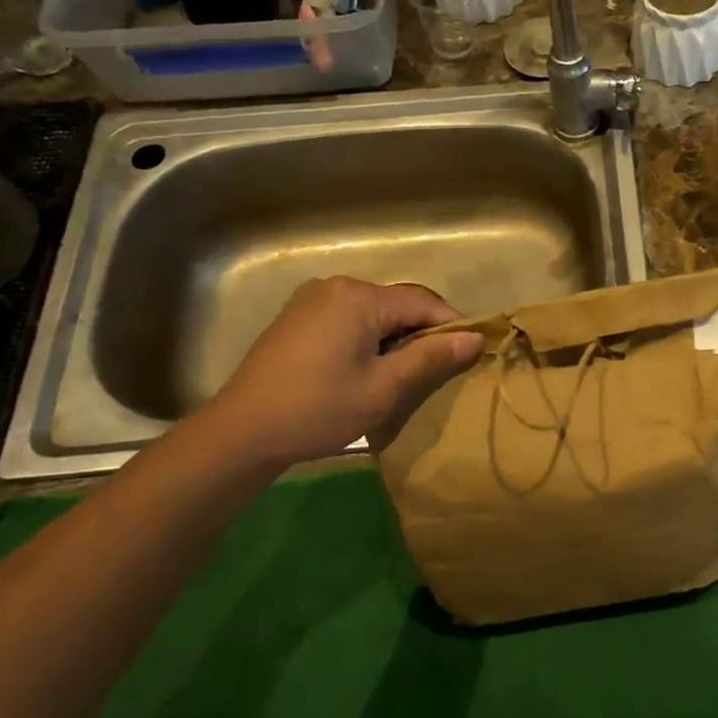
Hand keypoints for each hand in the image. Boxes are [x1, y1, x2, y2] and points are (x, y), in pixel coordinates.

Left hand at [203, 277, 481, 471]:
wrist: (242, 431)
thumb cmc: (320, 408)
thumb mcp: (385, 387)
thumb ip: (432, 357)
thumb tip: (475, 338)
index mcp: (359, 297)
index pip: (424, 302)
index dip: (453, 325)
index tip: (472, 354)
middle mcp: (337, 286)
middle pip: (399, 304)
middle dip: (423, 333)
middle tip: (439, 370)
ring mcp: (313, 299)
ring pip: (375, 312)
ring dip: (397, 337)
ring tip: (406, 374)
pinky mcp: (298, 317)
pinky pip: (350, 319)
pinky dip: (370, 338)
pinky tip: (369, 369)